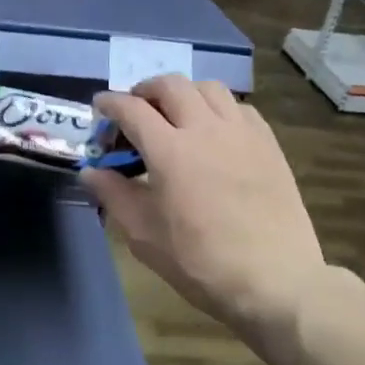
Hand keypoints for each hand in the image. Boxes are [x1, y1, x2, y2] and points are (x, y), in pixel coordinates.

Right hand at [80, 75, 325, 338]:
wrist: (273, 279)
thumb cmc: (199, 261)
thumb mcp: (143, 234)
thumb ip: (113, 195)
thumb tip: (91, 172)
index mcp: (169, 150)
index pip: (131, 109)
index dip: (109, 103)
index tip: (99, 107)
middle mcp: (206, 129)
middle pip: (171, 85)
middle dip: (145, 91)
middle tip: (135, 110)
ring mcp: (242, 133)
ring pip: (208, 88)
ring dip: (183, 93)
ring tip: (175, 115)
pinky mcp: (268, 144)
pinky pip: (239, 108)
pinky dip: (217, 109)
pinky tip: (213, 133)